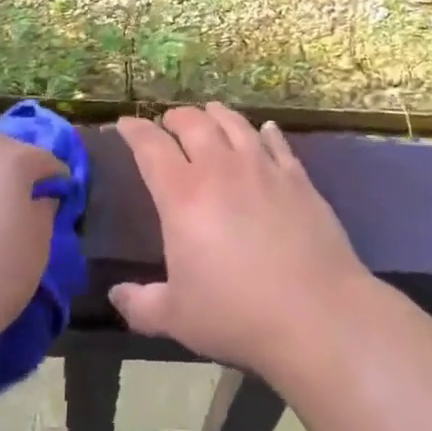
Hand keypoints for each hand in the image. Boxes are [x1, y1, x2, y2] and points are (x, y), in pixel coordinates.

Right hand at [109, 102, 373, 379]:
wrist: (316, 313)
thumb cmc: (237, 315)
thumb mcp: (177, 318)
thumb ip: (141, 304)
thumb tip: (115, 295)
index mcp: (182, 195)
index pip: (150, 146)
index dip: (134, 130)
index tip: (125, 123)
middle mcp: (220, 168)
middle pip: (193, 122)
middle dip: (175, 117)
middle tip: (168, 122)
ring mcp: (262, 167)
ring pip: (234, 123)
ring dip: (216, 114)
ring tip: (209, 113)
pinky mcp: (297, 177)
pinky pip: (276, 142)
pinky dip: (266, 132)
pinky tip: (265, 130)